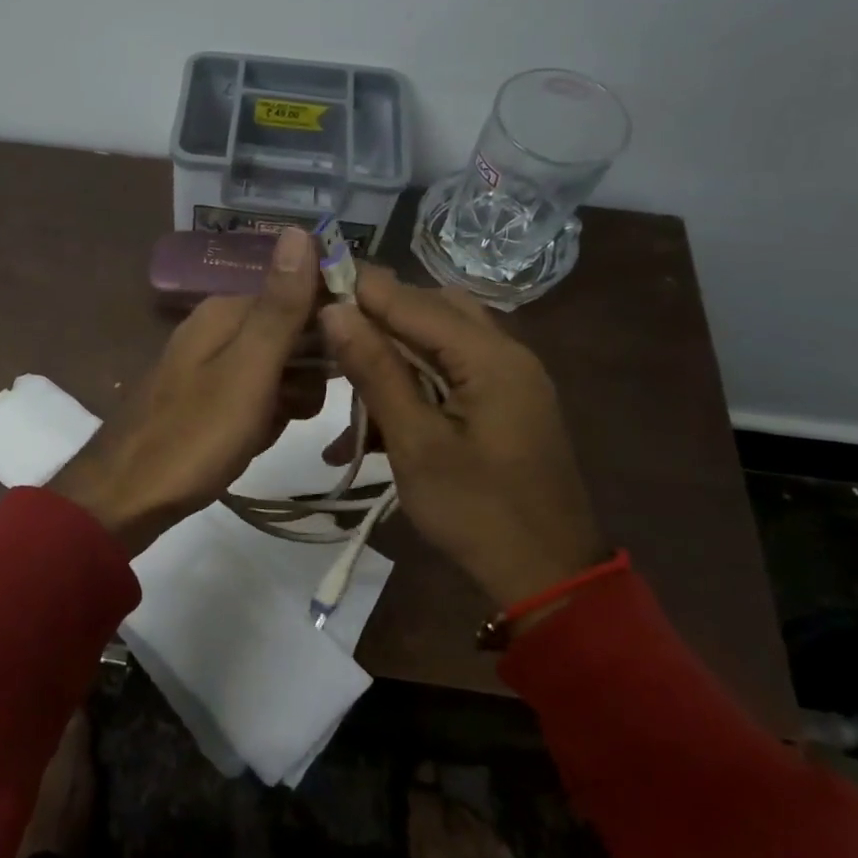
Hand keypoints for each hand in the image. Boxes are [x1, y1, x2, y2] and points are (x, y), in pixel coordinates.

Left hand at [51, 227, 325, 552]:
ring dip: (286, 402)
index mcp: (226, 311)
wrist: (126, 498)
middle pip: (292, 334)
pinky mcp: (206, 398)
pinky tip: (251, 442)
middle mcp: (217, 328)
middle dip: (305, 375)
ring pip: (278, 371)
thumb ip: (280, 306)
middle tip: (291, 409)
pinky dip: (262, 420)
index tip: (345, 365)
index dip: (330, 327)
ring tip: (266, 430)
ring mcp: (209, 365)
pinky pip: (255, 398)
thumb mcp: (249, 370)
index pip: (302, 294)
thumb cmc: (193, 436)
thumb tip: (301, 230)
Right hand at [318, 266, 604, 610]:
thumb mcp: (416, 442)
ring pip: (438, 342)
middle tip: (324, 333)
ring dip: (390, 354)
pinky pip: (450, 373)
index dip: (360, 288)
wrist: (547, 575)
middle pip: (430, 310)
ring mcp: (508, 378)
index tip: (309, 282)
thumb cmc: (477, 511)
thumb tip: (335, 310)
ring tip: (342, 376)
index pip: (412, 300)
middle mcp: (505, 353)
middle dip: (375, 318)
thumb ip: (376, 370)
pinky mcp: (503, 403)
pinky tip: (370, 421)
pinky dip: (411, 385)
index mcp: (489, 356)